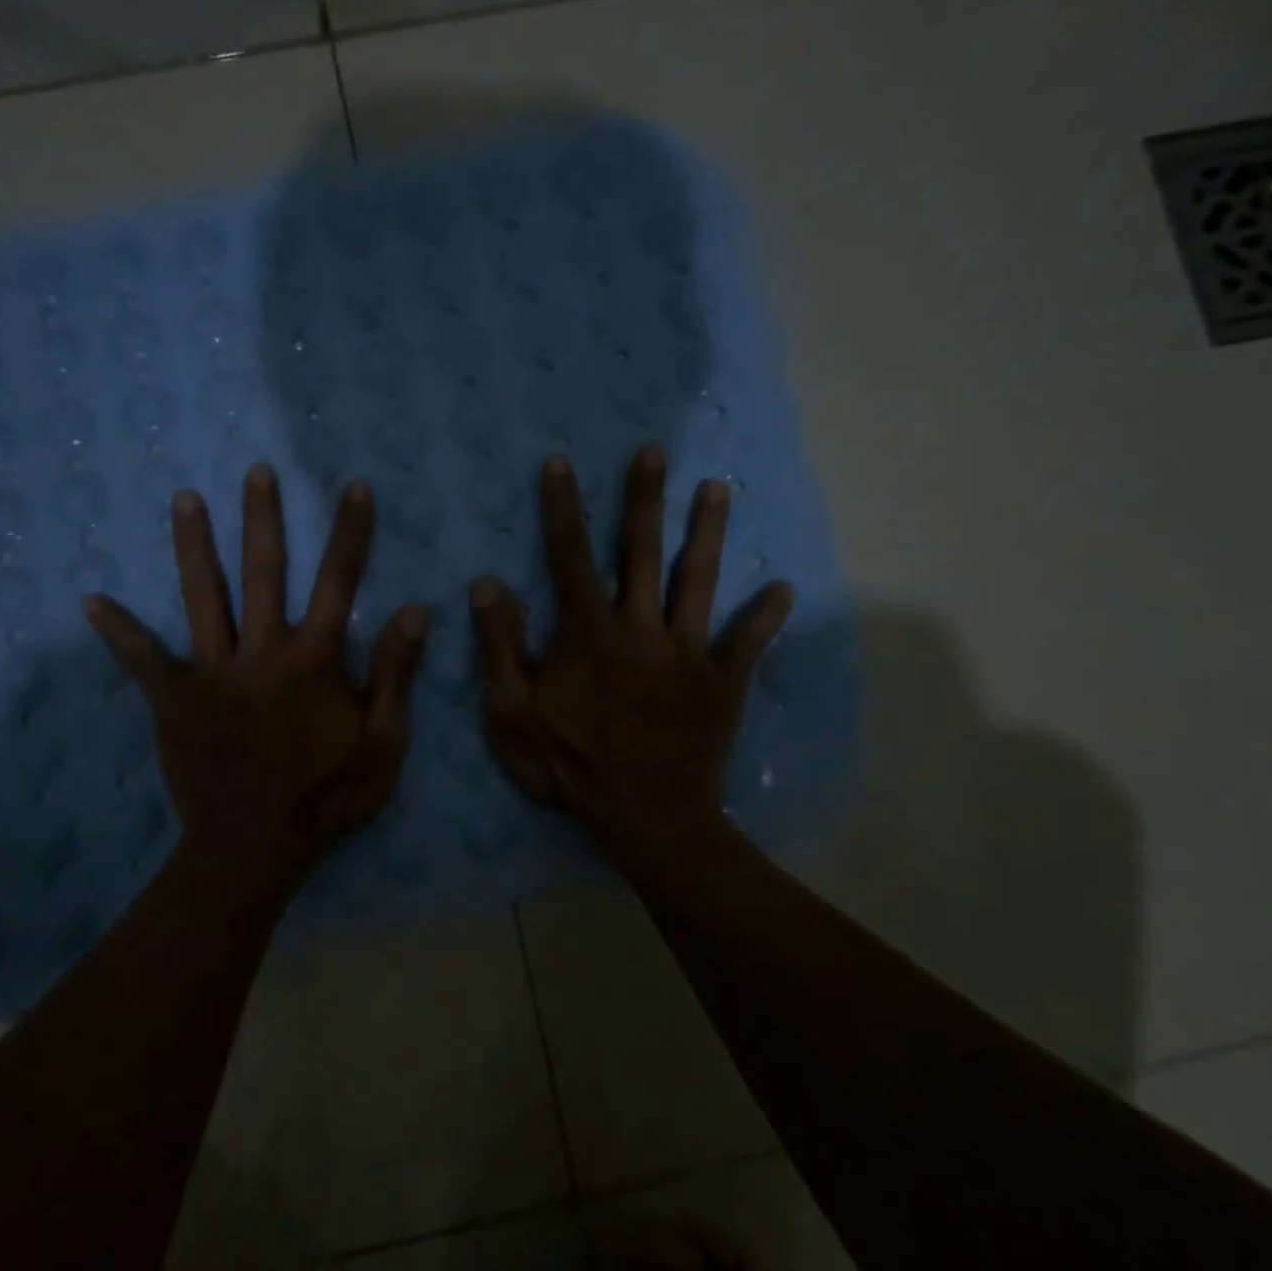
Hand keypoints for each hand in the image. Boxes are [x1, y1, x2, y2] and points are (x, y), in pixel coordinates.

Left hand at [85, 464, 428, 897]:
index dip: (349, 533)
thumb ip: (395, 674)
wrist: (256, 847)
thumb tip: (414, 609)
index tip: (351, 488)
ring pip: (204, 598)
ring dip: (194, 547)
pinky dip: (119, 631)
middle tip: (256, 471)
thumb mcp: (383, 743)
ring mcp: (213, 673)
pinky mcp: (174, 700)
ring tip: (184, 498)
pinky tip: (91, 600)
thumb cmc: (327, 797)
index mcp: (314, 660)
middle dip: (263, 518)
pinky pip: (143, 660)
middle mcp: (262, 652)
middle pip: (264, 573)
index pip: (338, 583)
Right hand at [471, 446, 792, 872]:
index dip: (562, 508)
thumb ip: (501, 647)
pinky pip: (747, 643)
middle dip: (645, 500)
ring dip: (709, 533)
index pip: (570, 557)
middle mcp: (642, 628)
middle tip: (654, 452)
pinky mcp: (723, 683)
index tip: (560, 463)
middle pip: (643, 552)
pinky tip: (784, 589)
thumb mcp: (513, 715)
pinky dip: (765, 617)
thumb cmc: (571, 766)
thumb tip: (487, 584)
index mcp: (590, 633)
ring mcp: (689, 653)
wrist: (647, 818)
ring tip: (719, 489)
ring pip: (700, 581)